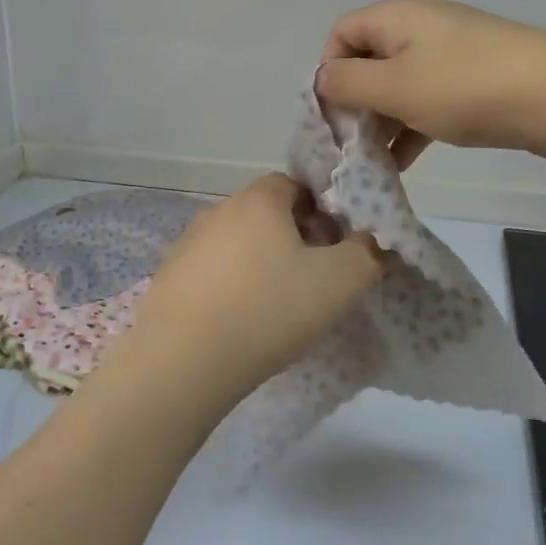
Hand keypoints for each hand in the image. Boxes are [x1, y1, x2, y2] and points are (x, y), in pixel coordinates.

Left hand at [120, 175, 383, 400]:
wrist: (185, 359)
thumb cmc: (269, 309)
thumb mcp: (339, 283)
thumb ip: (368, 254)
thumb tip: (376, 241)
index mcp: (258, 199)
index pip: (295, 185)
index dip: (321, 212)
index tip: (334, 248)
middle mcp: (219, 209)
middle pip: (266, 213)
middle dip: (292, 238)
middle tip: (312, 279)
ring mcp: (188, 242)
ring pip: (237, 243)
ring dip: (259, 263)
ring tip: (276, 306)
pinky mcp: (169, 276)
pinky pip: (211, 271)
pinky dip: (229, 286)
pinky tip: (239, 321)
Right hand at [317, 0, 545, 166]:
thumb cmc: (464, 87)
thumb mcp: (393, 86)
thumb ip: (346, 83)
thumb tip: (322, 81)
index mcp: (396, 17)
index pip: (341, 34)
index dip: (329, 71)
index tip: (333, 112)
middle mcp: (419, 28)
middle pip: (368, 61)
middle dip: (354, 103)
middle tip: (351, 145)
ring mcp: (449, 55)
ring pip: (398, 86)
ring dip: (381, 122)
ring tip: (374, 162)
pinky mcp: (473, 81)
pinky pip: (427, 101)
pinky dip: (411, 127)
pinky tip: (403, 163)